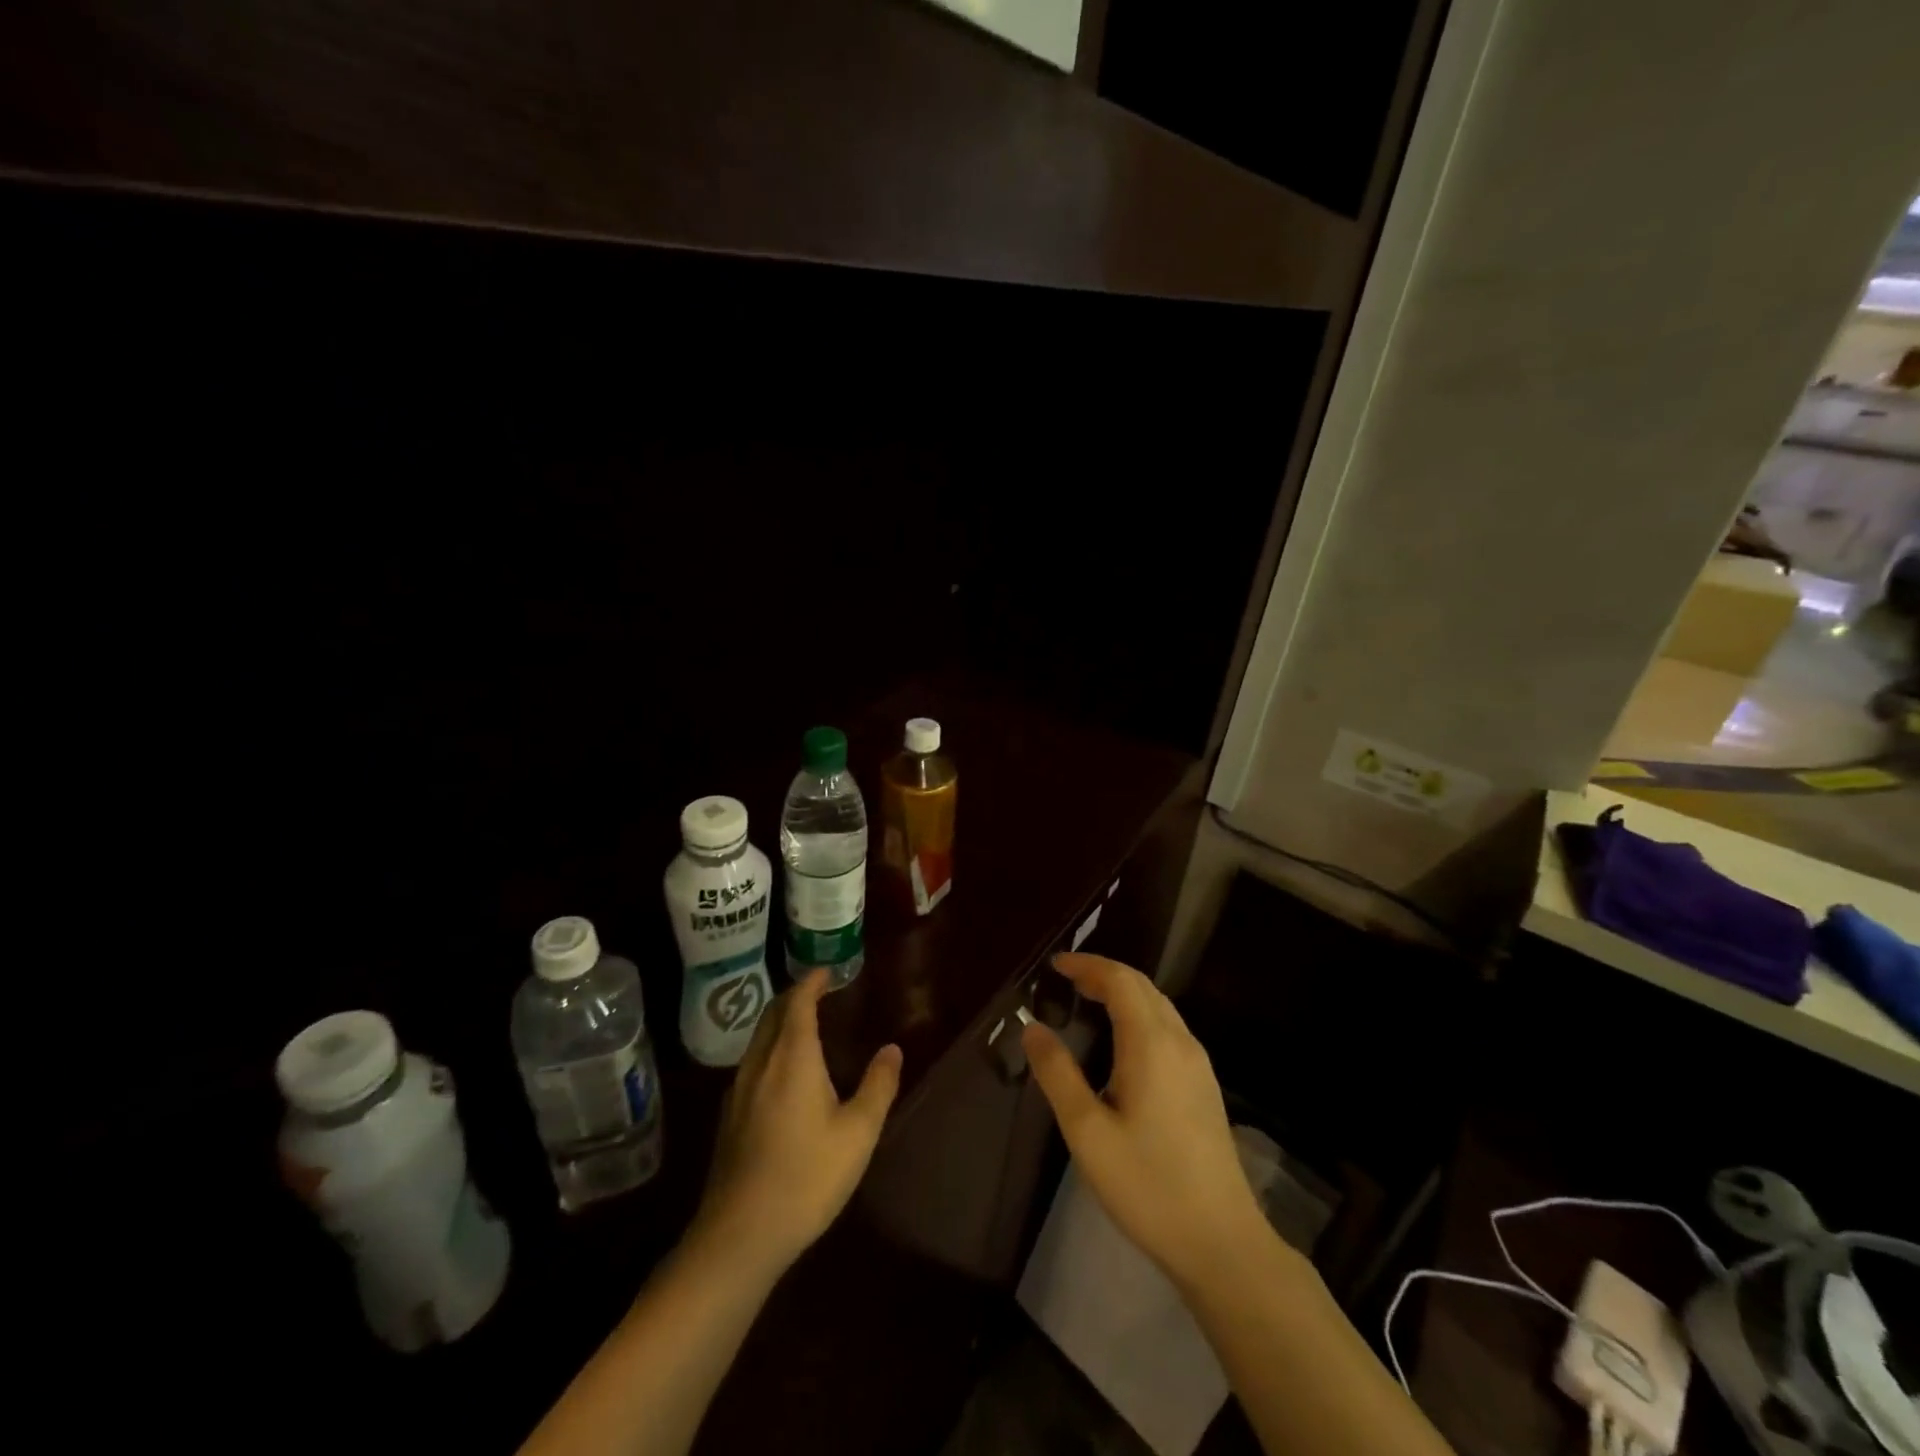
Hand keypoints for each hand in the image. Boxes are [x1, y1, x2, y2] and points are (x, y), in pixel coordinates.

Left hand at [690, 970, 902, 1276]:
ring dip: (780, 1022)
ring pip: (758, 1038)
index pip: (798, 1002)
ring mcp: (738, 1090)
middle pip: (773, 1014)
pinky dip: (770, 1048)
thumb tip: (893, 1049)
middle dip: (794, 996)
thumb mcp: (858, 1133)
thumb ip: (878, 1086)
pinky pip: (751, 1062)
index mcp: (792, 1057)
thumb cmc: (806, 1177)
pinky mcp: (727, 1116)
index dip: (812, 982)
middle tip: (817, 991)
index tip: (826, 971)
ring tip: (803, 1026)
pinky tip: (781, 1073)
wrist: (739, 1235)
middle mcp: (760, 1063)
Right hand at [1022, 953, 1266, 1289]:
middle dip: (1104, 974)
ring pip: (1159, 1006)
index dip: (1088, 965)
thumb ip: (1057, 1074)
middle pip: (1142, 986)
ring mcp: (1198, 1064)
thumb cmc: (1147, 1184)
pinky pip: (1169, 1028)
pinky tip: (1123, 1040)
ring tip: (1088, 1000)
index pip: (1120, 980)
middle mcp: (1180, 1042)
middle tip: (1067, 979)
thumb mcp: (1087, 1132)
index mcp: (1151, 1044)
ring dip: (1124, 992)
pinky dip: (1140, 1014)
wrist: (1221, 1241)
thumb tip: (1032, 1028)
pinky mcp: (1204, 1086)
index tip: (1055, 965)